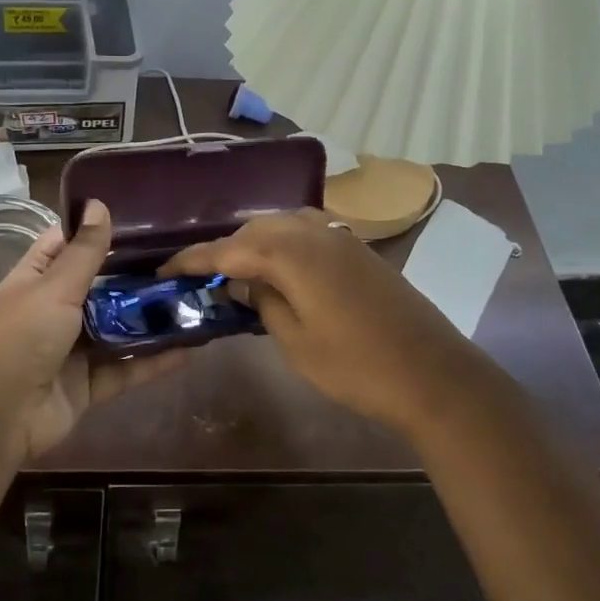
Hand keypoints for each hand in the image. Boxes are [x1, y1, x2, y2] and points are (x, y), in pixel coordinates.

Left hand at [0, 201, 179, 460]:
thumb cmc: (20, 338)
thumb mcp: (54, 288)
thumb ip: (84, 252)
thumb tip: (98, 202)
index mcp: (36, 280)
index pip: (66, 245)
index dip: (96, 231)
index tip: (140, 219)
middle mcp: (54, 311)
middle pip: (100, 288)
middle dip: (136, 276)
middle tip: (183, 258)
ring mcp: (72, 350)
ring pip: (117, 329)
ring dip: (150, 319)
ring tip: (195, 299)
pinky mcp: (89, 385)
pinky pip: (127, 369)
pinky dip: (156, 361)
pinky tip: (192, 347)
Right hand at [162, 208, 490, 436]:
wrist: (433, 375)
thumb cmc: (357, 367)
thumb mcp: (296, 341)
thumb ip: (263, 302)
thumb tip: (242, 281)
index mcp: (293, 254)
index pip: (230, 249)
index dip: (195, 259)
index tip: (166, 268)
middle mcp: (315, 233)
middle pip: (256, 229)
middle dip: (226, 248)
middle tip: (201, 275)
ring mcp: (342, 238)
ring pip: (284, 225)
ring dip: (256, 242)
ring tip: (237, 270)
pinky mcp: (359, 250)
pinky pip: (308, 232)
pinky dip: (284, 243)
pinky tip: (278, 266)